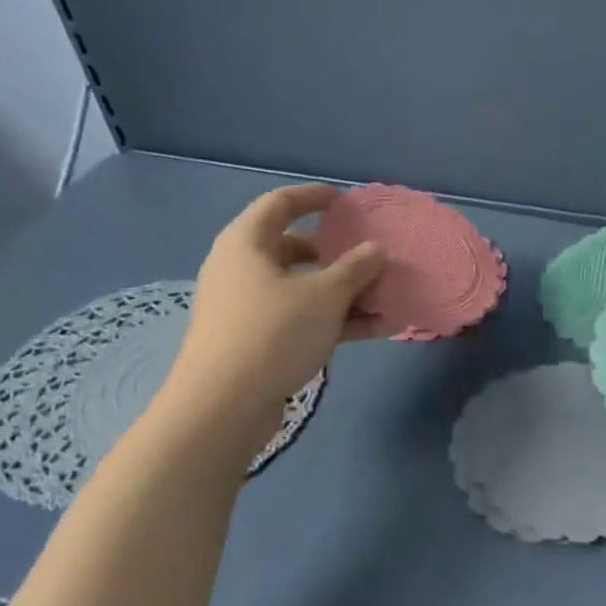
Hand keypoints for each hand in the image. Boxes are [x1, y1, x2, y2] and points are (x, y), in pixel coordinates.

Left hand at [153, 185, 385, 449]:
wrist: (222, 408)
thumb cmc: (273, 333)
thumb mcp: (324, 296)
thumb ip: (355, 268)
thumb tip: (377, 248)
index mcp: (246, 243)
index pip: (280, 203)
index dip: (313, 197)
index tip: (344, 200)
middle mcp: (240, 269)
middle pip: (292, 248)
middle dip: (335, 254)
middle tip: (367, 257)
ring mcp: (245, 307)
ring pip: (300, 288)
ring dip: (342, 292)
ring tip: (383, 299)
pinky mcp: (254, 341)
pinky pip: (299, 318)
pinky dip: (332, 319)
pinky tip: (373, 330)